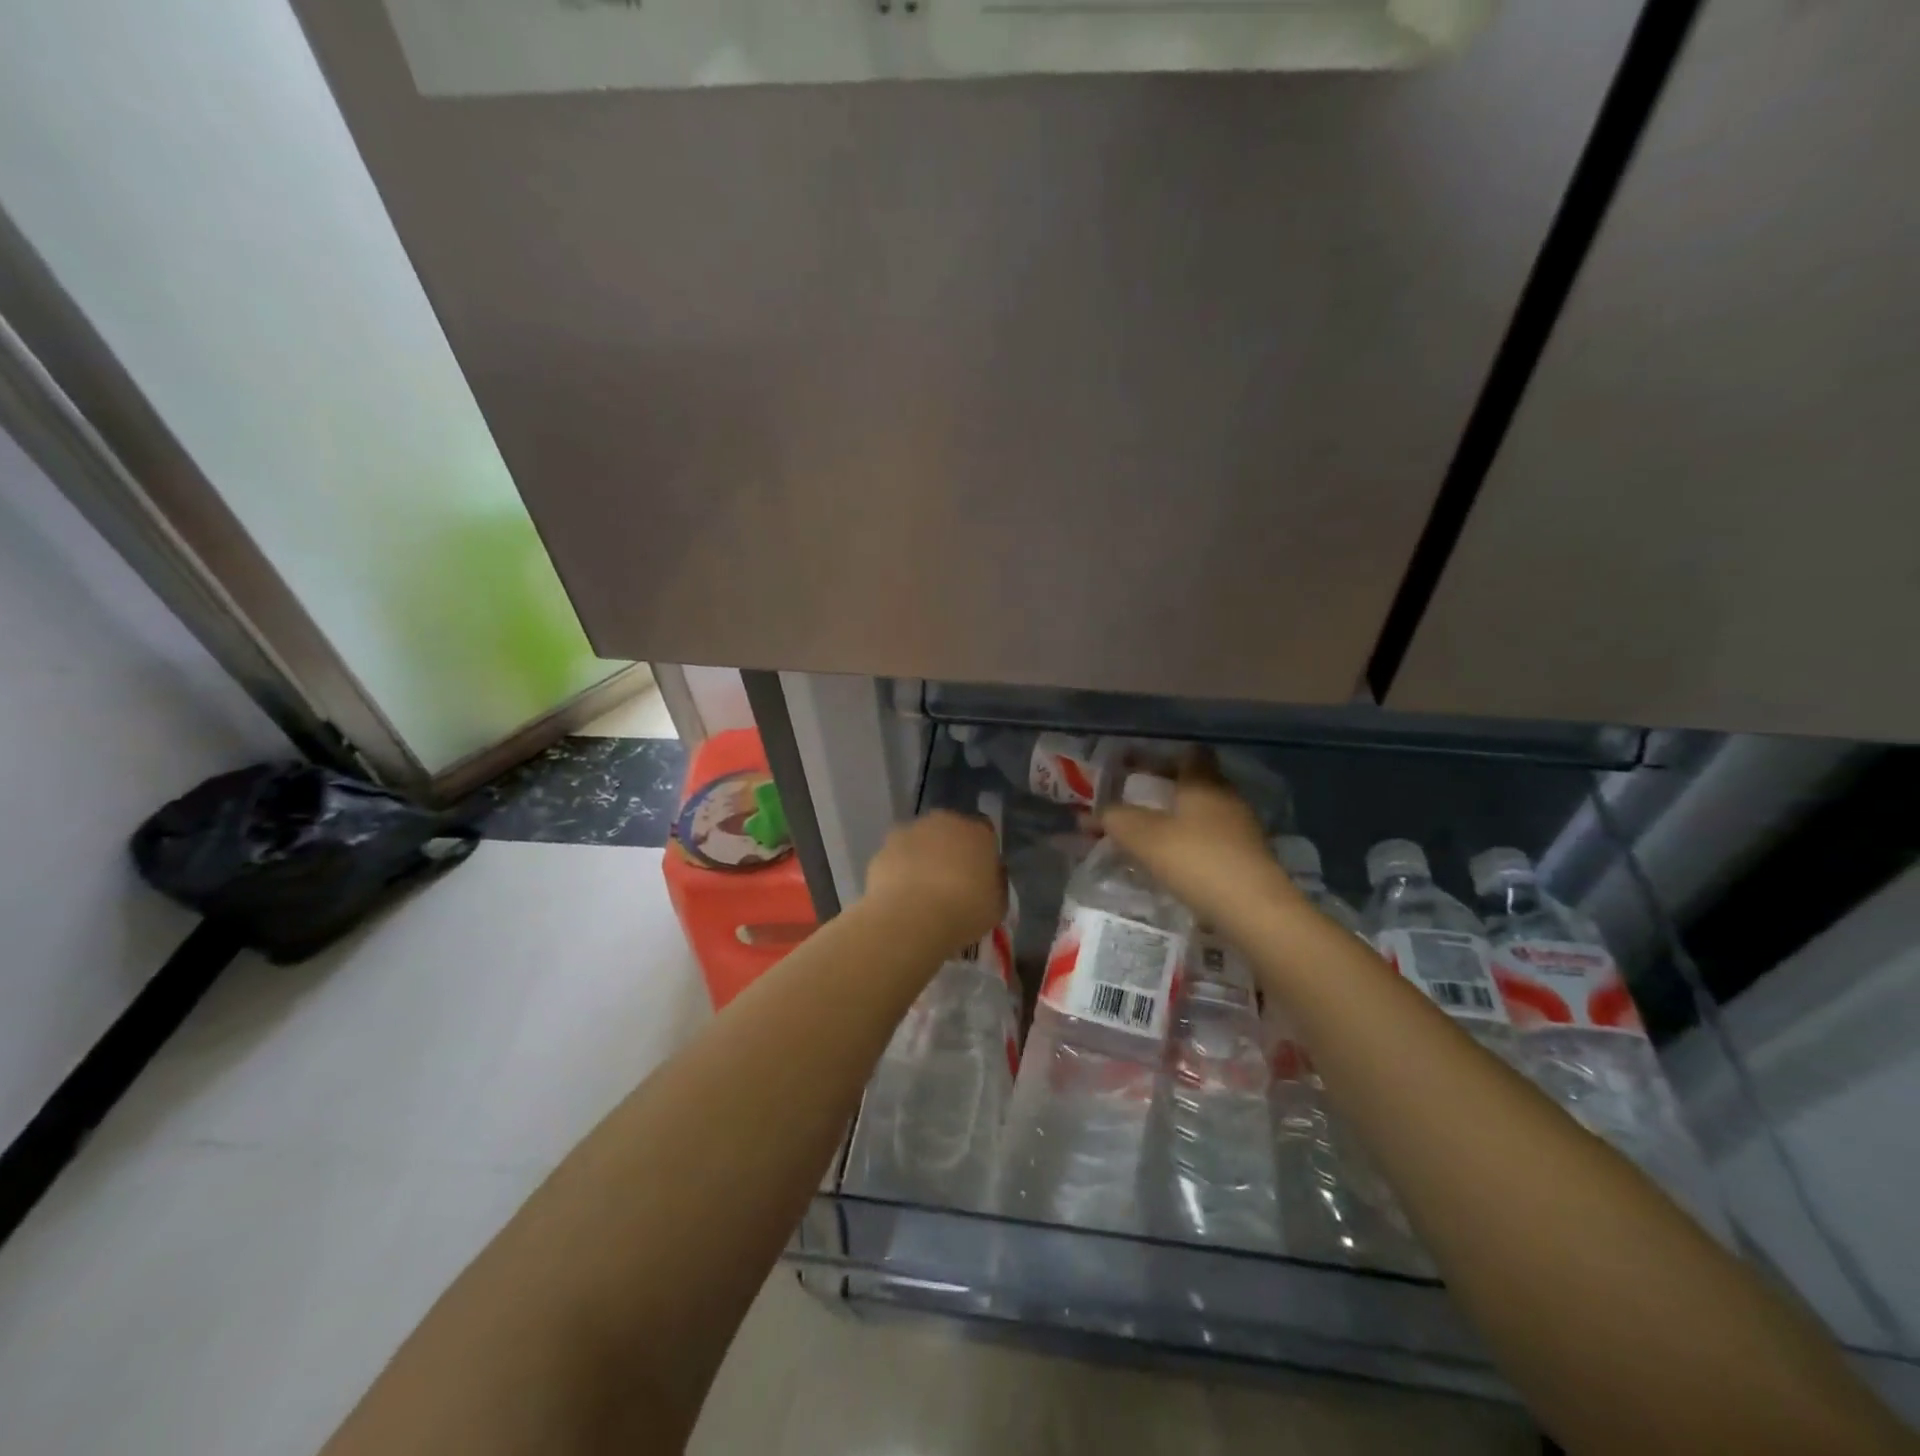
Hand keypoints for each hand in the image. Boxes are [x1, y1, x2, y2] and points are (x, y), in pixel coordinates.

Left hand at [863, 811, 1005, 954]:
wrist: (911, 918)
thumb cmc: (964, 911)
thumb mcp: (997, 906)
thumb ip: (995, 884)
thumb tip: (990, 876)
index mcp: (978, 832)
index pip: (985, 834)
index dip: (981, 854)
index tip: (979, 877)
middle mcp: (945, 822)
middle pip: (950, 832)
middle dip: (950, 851)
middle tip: (950, 883)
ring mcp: (911, 831)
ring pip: (921, 841)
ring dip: (923, 858)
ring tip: (921, 893)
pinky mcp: (884, 848)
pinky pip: (897, 857)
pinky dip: (899, 871)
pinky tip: (901, 897)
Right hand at [1101, 752, 1296, 926]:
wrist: (1254, 910)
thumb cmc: (1195, 859)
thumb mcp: (1142, 837)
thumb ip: (1115, 819)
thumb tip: (1093, 815)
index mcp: (1203, 781)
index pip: (1187, 753)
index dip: (1160, 757)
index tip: (1135, 768)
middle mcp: (1227, 797)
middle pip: (1195, 783)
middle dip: (1165, 790)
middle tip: (1134, 804)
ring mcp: (1243, 828)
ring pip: (1204, 813)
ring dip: (1179, 820)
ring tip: (1149, 836)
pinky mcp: (1249, 858)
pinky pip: (1213, 840)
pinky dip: (1192, 845)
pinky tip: (1175, 863)